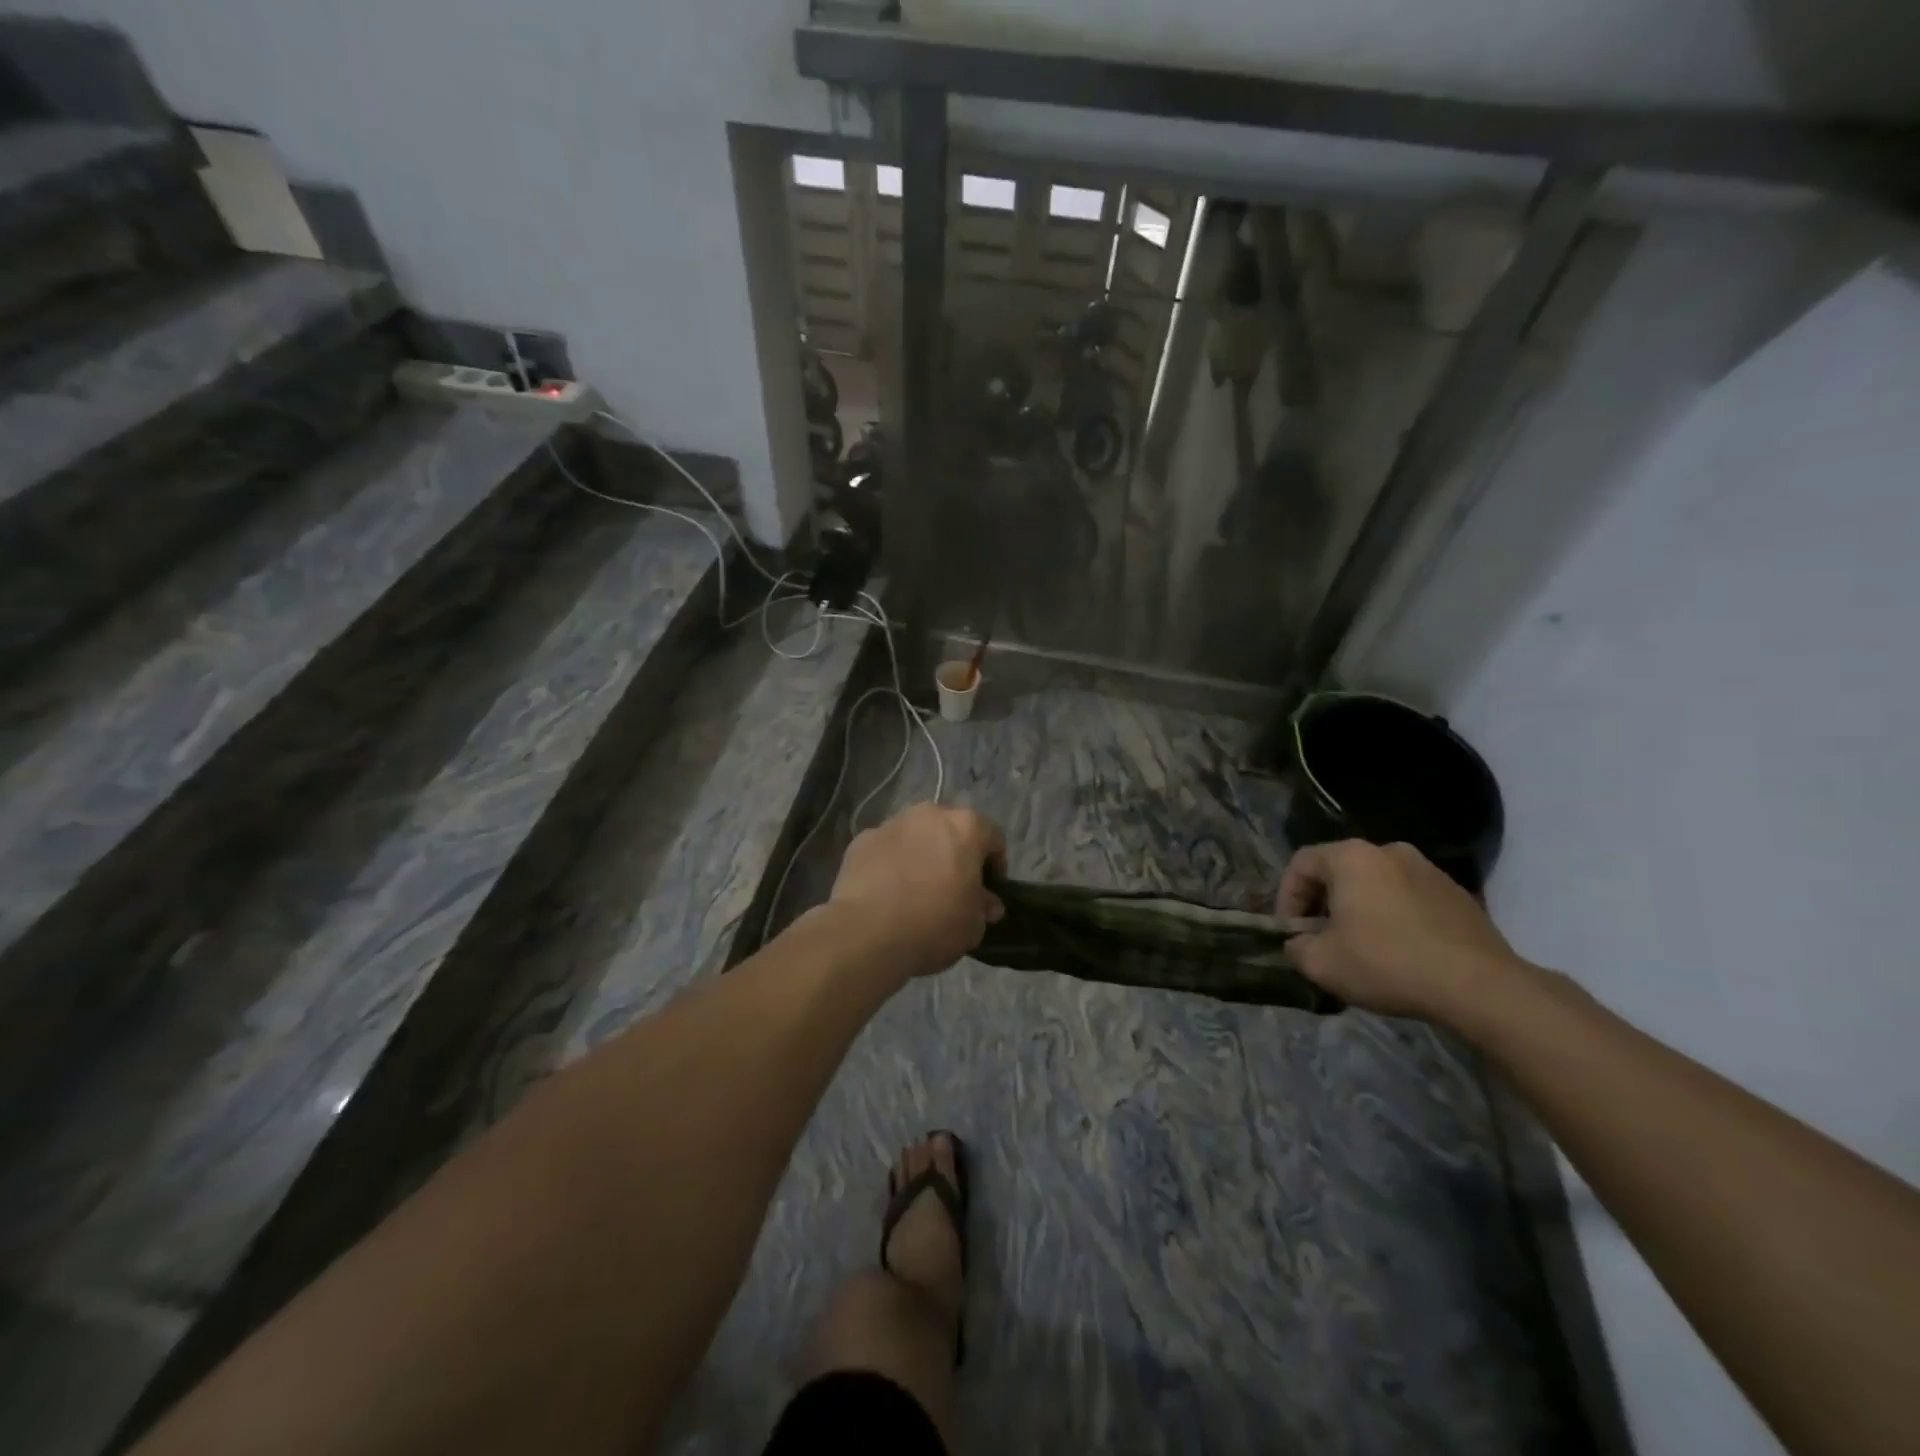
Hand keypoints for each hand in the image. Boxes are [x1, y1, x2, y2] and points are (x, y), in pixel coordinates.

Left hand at [829, 803, 1006, 978]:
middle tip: (953, 887)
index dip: (995, 864)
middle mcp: (929, 815)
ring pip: (915, 836)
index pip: (993, 837)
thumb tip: (987, 903)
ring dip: (921, 855)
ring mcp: (891, 823)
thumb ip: (984, 907)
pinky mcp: (861, 840)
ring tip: (916, 889)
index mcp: (965, 827)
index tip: (989, 890)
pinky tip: (887, 893)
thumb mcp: (973, 925)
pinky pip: (885, 849)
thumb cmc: (933, 924)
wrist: (866, 933)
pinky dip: (890, 864)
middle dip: (955, 853)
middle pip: (951, 829)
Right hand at [1276, 839, 1528, 1021]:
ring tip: (1361, 947)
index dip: (1286, 897)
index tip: (1291, 932)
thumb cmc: (1388, 963)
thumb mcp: (1322, 963)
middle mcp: (1389, 851)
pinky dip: (1394, 917)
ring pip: (1376, 884)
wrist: (1480, 987)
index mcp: (1352, 857)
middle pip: (1340, 871)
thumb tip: (1299, 943)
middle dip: (1323, 903)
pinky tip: (1399, 952)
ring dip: (1360, 910)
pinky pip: (1409, 899)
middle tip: (1321, 938)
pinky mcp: (1458, 895)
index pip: (1301, 863)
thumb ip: (1297, 947)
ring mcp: (1429, 870)